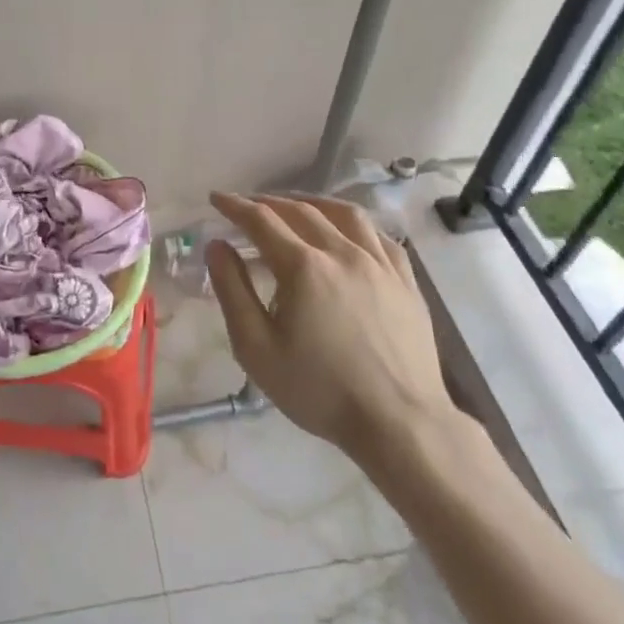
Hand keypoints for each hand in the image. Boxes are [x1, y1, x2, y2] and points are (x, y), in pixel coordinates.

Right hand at [206, 192, 461, 463]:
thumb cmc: (320, 391)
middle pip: (300, 210)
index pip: (261, 220)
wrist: (400, 424)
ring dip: (313, 203)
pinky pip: (379, 235)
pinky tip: (347, 232)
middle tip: (248, 205)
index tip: (217, 198)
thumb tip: (217, 246)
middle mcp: (342, 252)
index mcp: (303, 267)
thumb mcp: (257, 348)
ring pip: (344, 213)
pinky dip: (355, 224)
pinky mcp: (406, 280)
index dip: (235, 205)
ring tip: (296, 206)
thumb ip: (233, 291)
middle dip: (268, 202)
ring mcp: (379, 263)